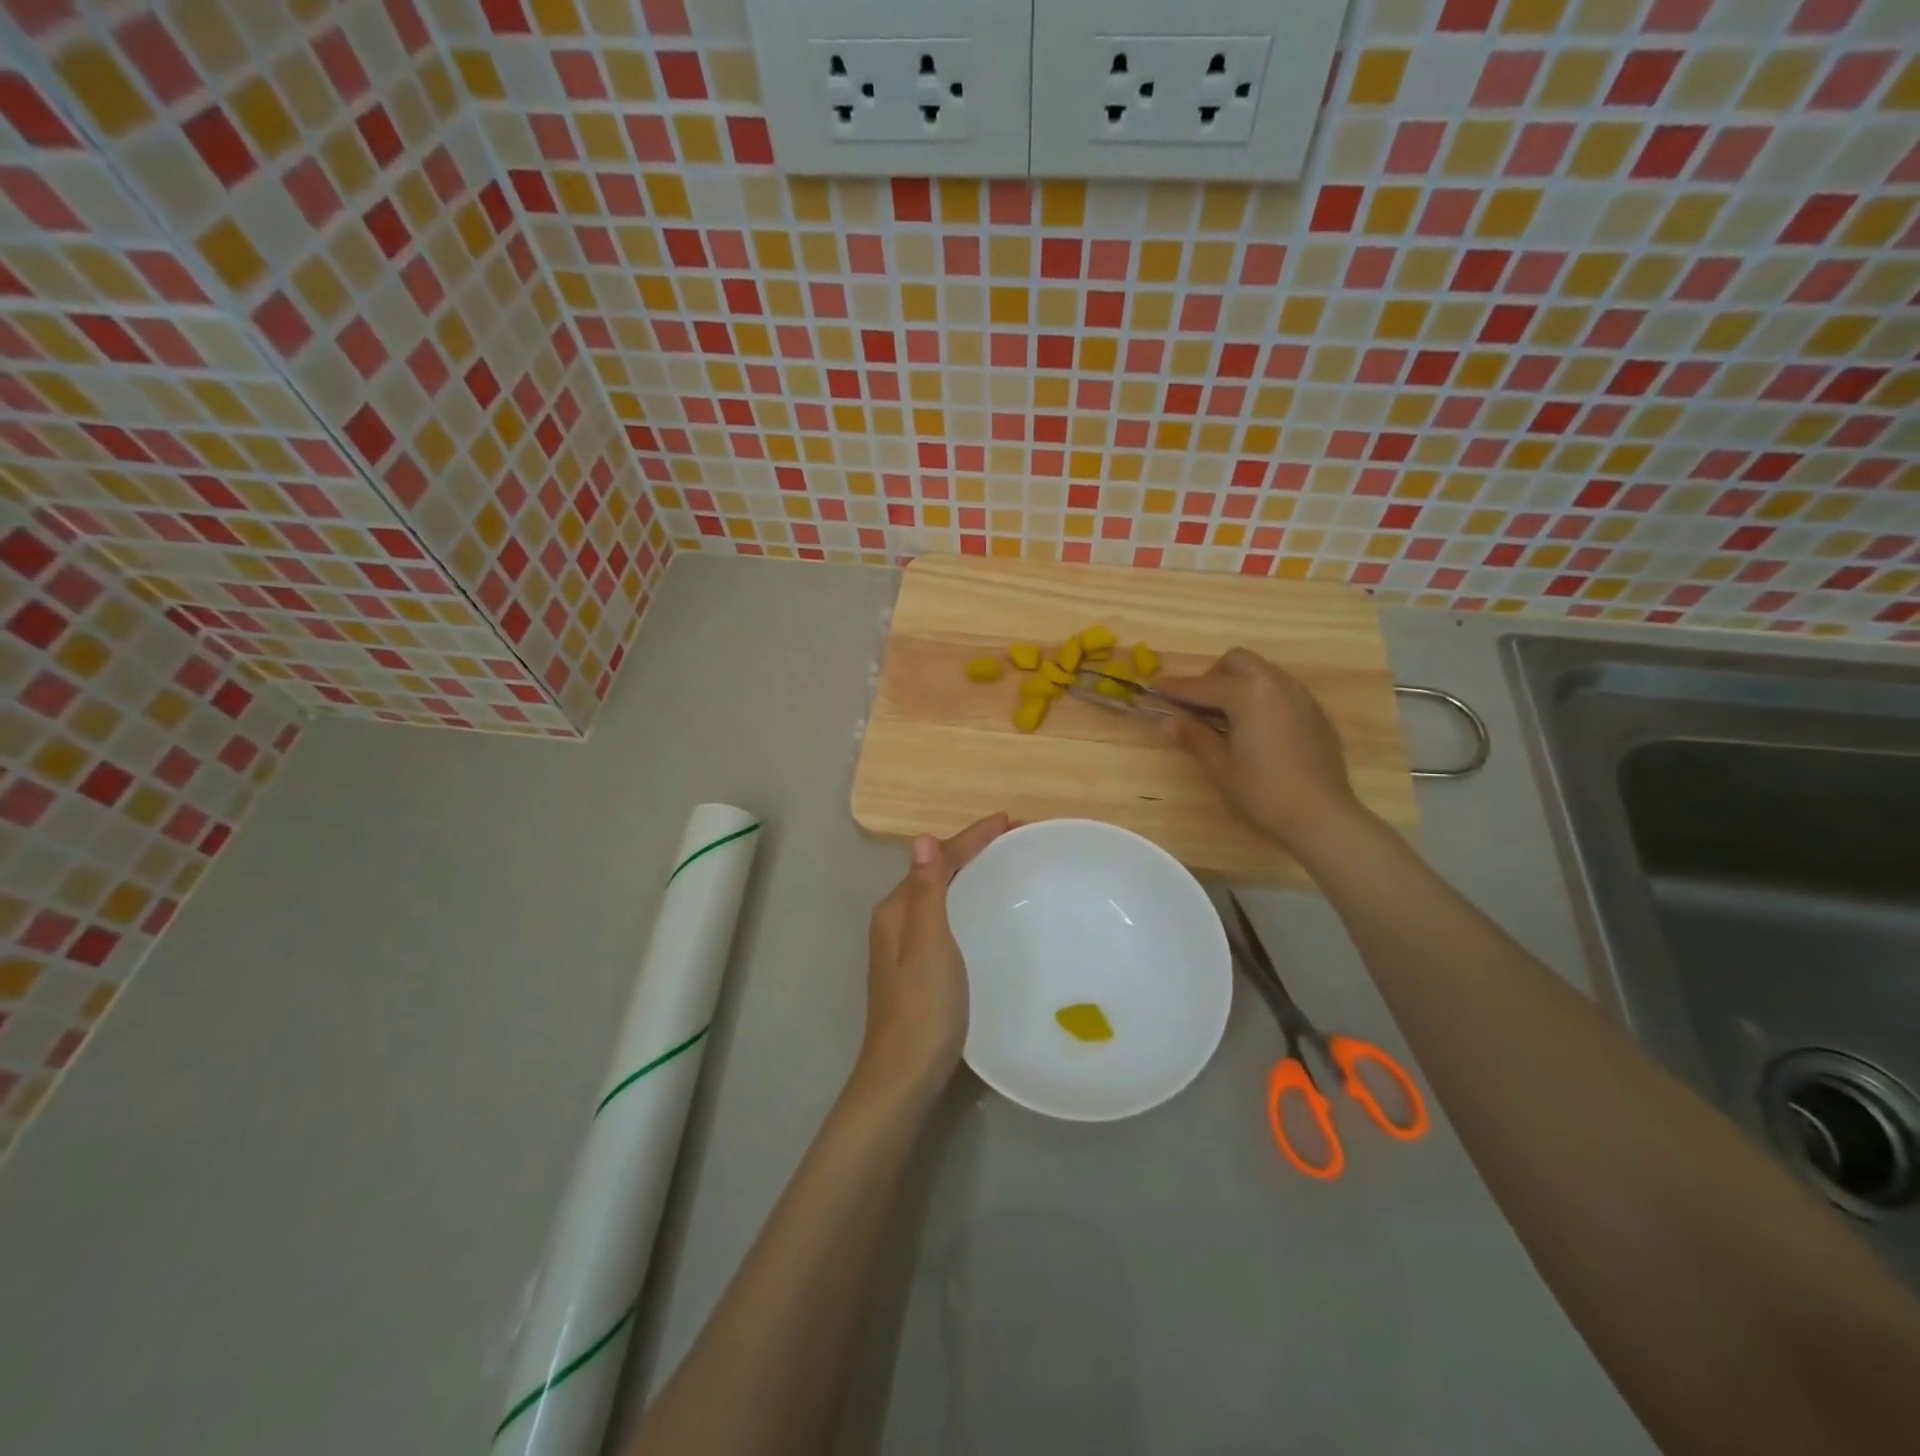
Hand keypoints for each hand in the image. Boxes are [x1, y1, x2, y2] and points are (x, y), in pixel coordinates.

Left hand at [858, 813, 1010, 1100]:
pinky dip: (967, 901)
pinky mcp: (919, 967)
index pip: (938, 858)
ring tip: (1006, 865)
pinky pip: (946, 916)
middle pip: (938, 871)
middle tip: (1017, 840)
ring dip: (971, 874)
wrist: (904, 1075)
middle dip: (973, 850)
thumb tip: (922, 838)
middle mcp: (897, 920)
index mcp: (897, 909)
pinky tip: (985, 912)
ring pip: (941, 894)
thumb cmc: (922, 1007)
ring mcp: (906, 945)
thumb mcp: (928, 943)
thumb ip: (926, 890)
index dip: (973, 837)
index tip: (1012, 821)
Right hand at [1158, 649, 1363, 857]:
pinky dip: (1260, 696)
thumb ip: (1193, 736)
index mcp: (1248, 694)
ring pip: (1261, 671)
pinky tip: (1256, 729)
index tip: (1153, 689)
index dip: (1175, 689)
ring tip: (1226, 718)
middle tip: (1198, 708)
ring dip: (1238, 684)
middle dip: (1212, 677)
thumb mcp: (1220, 766)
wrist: (1321, 815)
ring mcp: (1300, 695)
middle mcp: (1275, 684)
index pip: (1202, 685)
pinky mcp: (1314, 711)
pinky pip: (1280, 689)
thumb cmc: (1263, 792)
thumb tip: (1168, 720)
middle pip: (1236, 662)